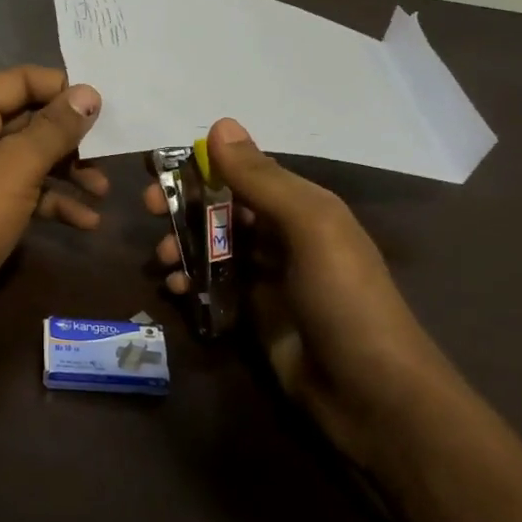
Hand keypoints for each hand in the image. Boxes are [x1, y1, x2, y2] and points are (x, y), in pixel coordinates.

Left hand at [0, 66, 107, 347]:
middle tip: (109, 153)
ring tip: (103, 192)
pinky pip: (26, 192)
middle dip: (70, 139)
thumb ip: (55, 128)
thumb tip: (89, 93)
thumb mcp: (17, 166)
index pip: (19, 81)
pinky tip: (86, 222)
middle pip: (29, 121)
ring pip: (31, 159)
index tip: (103, 107)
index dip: (61, 90)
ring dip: (68, 173)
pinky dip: (54, 202)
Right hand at [146, 119, 452, 463]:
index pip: (246, 174)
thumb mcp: (310, 228)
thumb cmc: (345, 299)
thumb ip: (262, 180)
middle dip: (184, 206)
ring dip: (181, 245)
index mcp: (304, 208)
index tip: (161, 170)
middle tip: (148, 209)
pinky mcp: (254, 317)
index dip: (203, 167)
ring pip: (213, 248)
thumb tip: (219, 125)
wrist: (373, 396)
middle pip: (224, 209)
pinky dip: (189, 283)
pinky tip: (174, 291)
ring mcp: (268, 279)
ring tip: (160, 259)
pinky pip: (212, 288)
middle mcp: (284, 237)